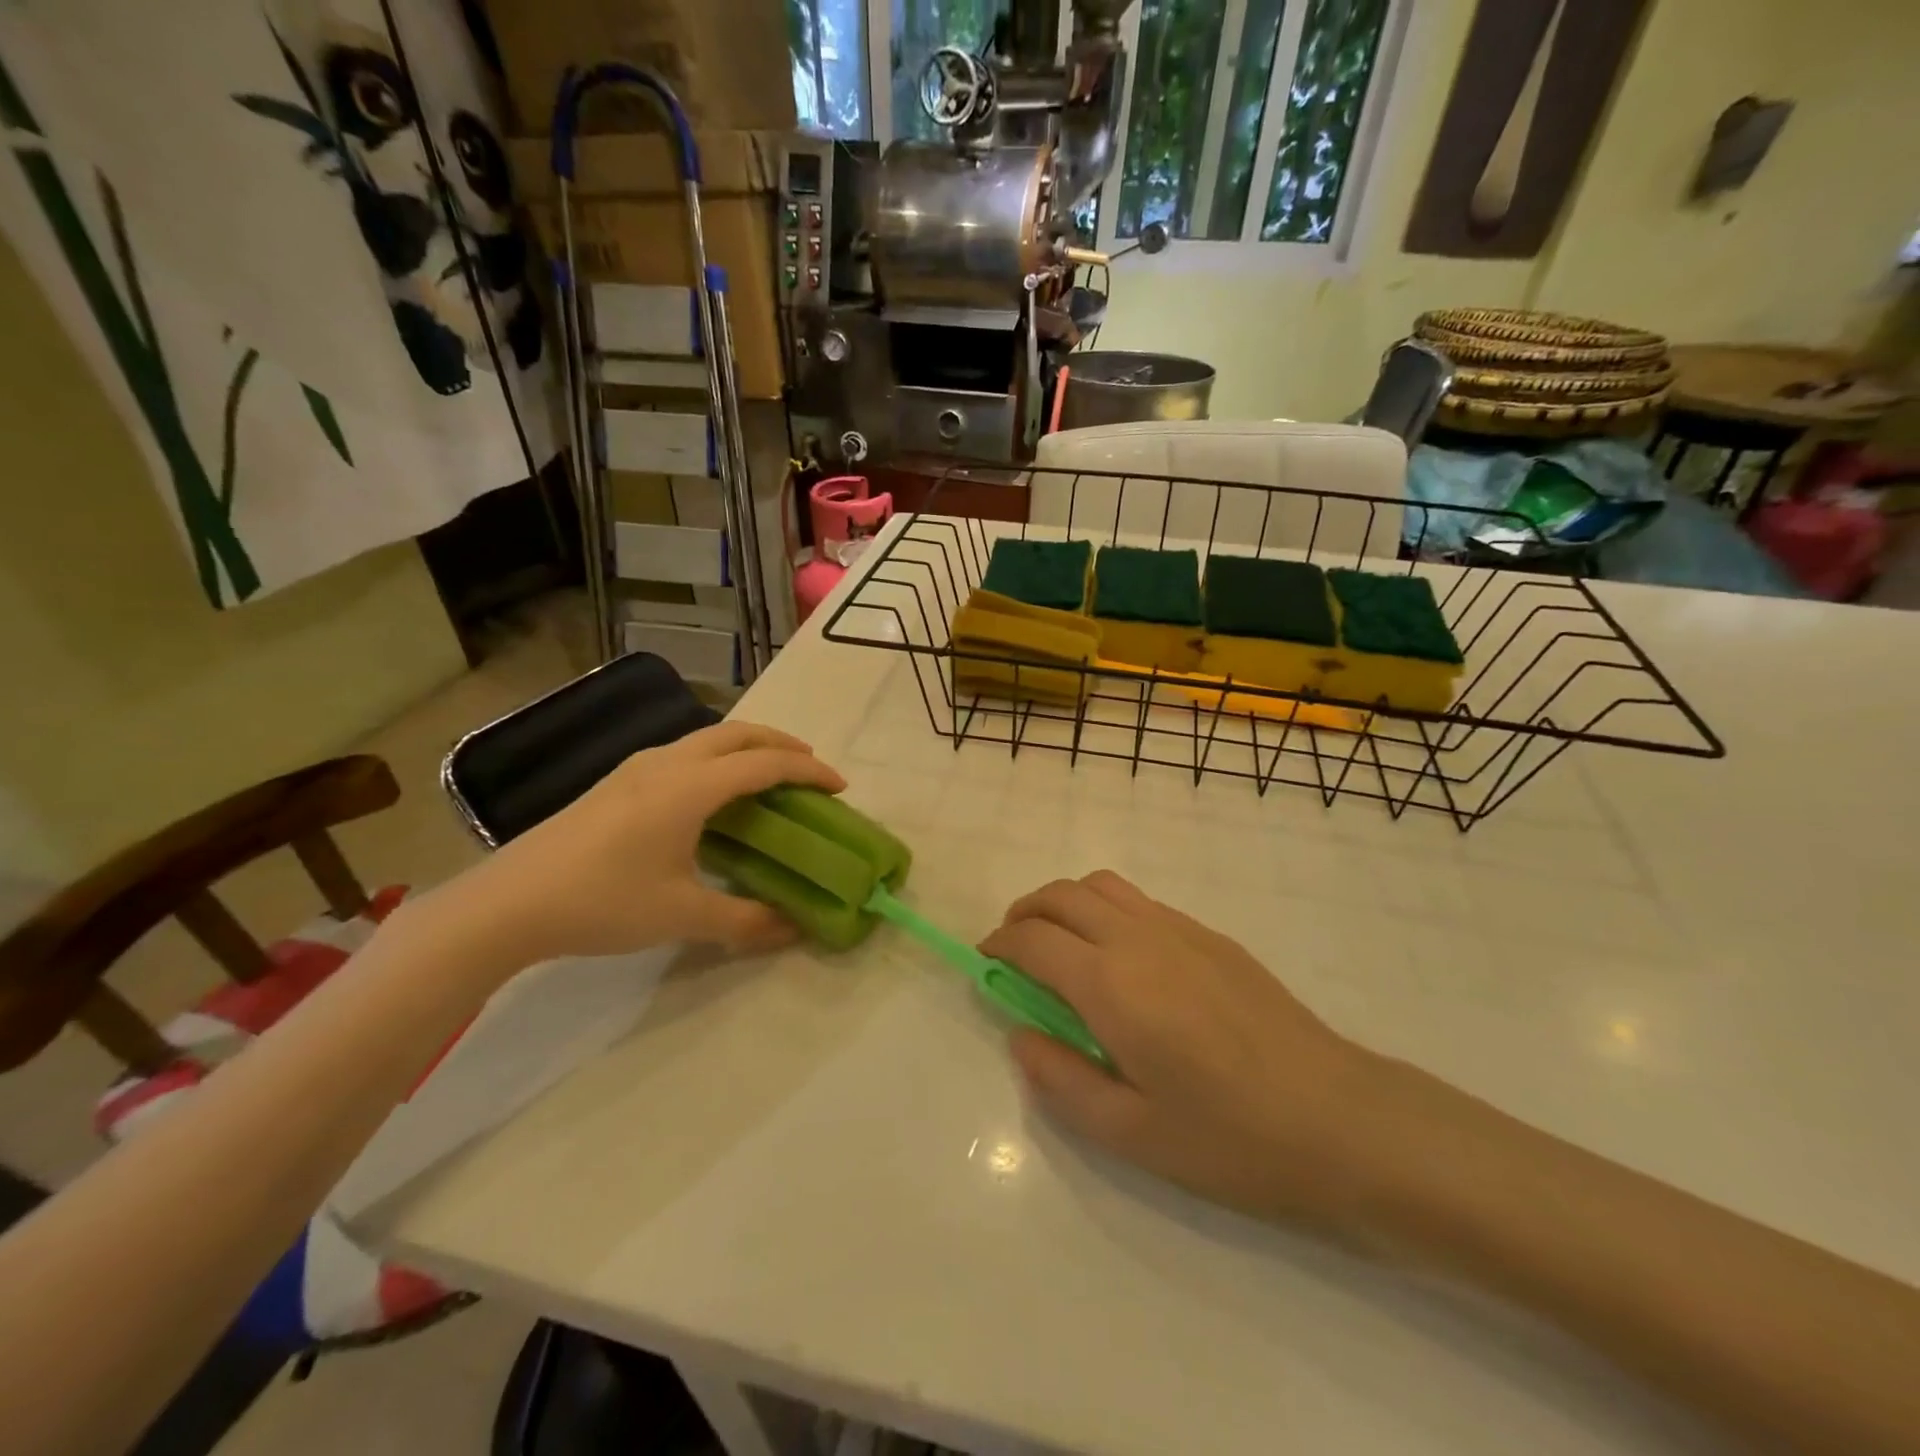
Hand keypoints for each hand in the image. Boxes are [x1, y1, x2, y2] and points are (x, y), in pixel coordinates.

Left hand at [453, 721, 845, 961]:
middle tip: (810, 767)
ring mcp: (636, 768)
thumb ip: (744, 919)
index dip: (808, 772)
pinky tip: (711, 794)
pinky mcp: (616, 782)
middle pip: (737, 733)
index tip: (840, 787)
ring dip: (746, 747)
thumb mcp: (681, 916)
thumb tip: (793, 928)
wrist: (507, 904)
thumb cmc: (602, 902)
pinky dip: (717, 759)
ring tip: (767, 775)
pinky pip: (684, 753)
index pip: (765, 764)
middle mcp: (667, 763)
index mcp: (690, 787)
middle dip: (781, 743)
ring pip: (706, 738)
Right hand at [982, 871, 1393, 1225]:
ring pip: (1101, 885)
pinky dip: (1106, 910)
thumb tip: (1020, 1035)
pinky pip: (1140, 901)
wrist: (1340, 1119)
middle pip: (1061, 895)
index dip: (999, 945)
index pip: (1033, 939)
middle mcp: (1138, 939)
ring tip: (1061, 947)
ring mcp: (1179, 929)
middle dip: (1024, 913)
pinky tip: (1120, 959)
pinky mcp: (1211, 935)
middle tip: (1014, 952)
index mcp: (1111, 985)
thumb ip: (1060, 1079)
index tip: (987, 966)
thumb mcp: (1130, 1133)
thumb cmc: (1230, 1138)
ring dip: (1065, 903)